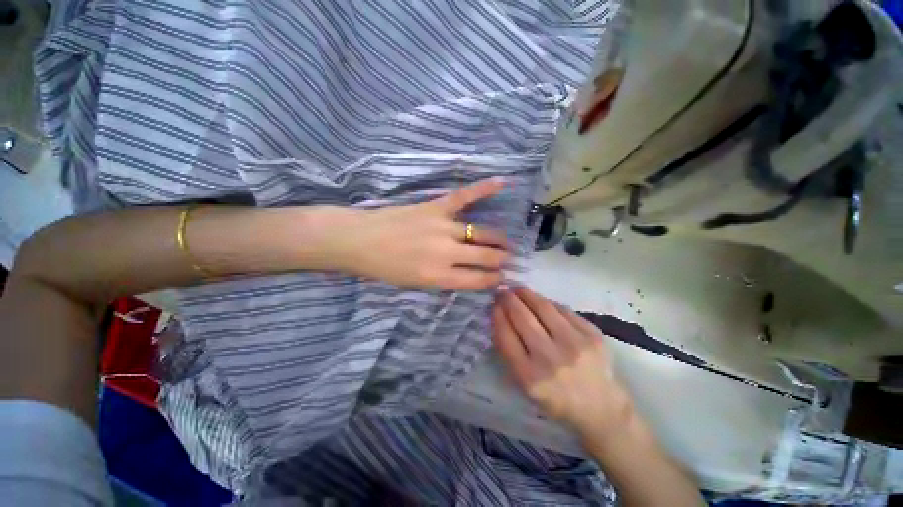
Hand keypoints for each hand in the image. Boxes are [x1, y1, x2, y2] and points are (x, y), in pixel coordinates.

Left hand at [331, 179, 511, 289]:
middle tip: (507, 259)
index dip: (494, 280)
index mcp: (439, 276)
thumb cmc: (384, 268)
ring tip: (505, 242)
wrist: (359, 241)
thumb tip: (470, 274)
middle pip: (486, 256)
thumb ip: (445, 280)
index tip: (502, 278)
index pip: (479, 279)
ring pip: (481, 232)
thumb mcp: (415, 285)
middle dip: (502, 260)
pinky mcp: (435, 207)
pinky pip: (464, 197)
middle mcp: (446, 253)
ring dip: (498, 239)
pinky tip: (502, 182)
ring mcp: (442, 227)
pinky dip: (483, 189)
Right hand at [492, 287, 632, 436]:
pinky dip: (548, 303)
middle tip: (503, 291)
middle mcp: (551, 359)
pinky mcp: (593, 335)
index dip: (498, 315)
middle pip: (523, 318)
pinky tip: (541, 301)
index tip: (494, 304)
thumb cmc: (555, 398)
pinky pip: (563, 310)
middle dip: (509, 300)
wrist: (601, 408)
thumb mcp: (525, 384)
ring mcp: (574, 345)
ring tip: (518, 289)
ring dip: (527, 294)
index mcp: (530, 377)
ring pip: (543, 307)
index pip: (506, 336)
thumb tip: (501, 316)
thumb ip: (510, 352)